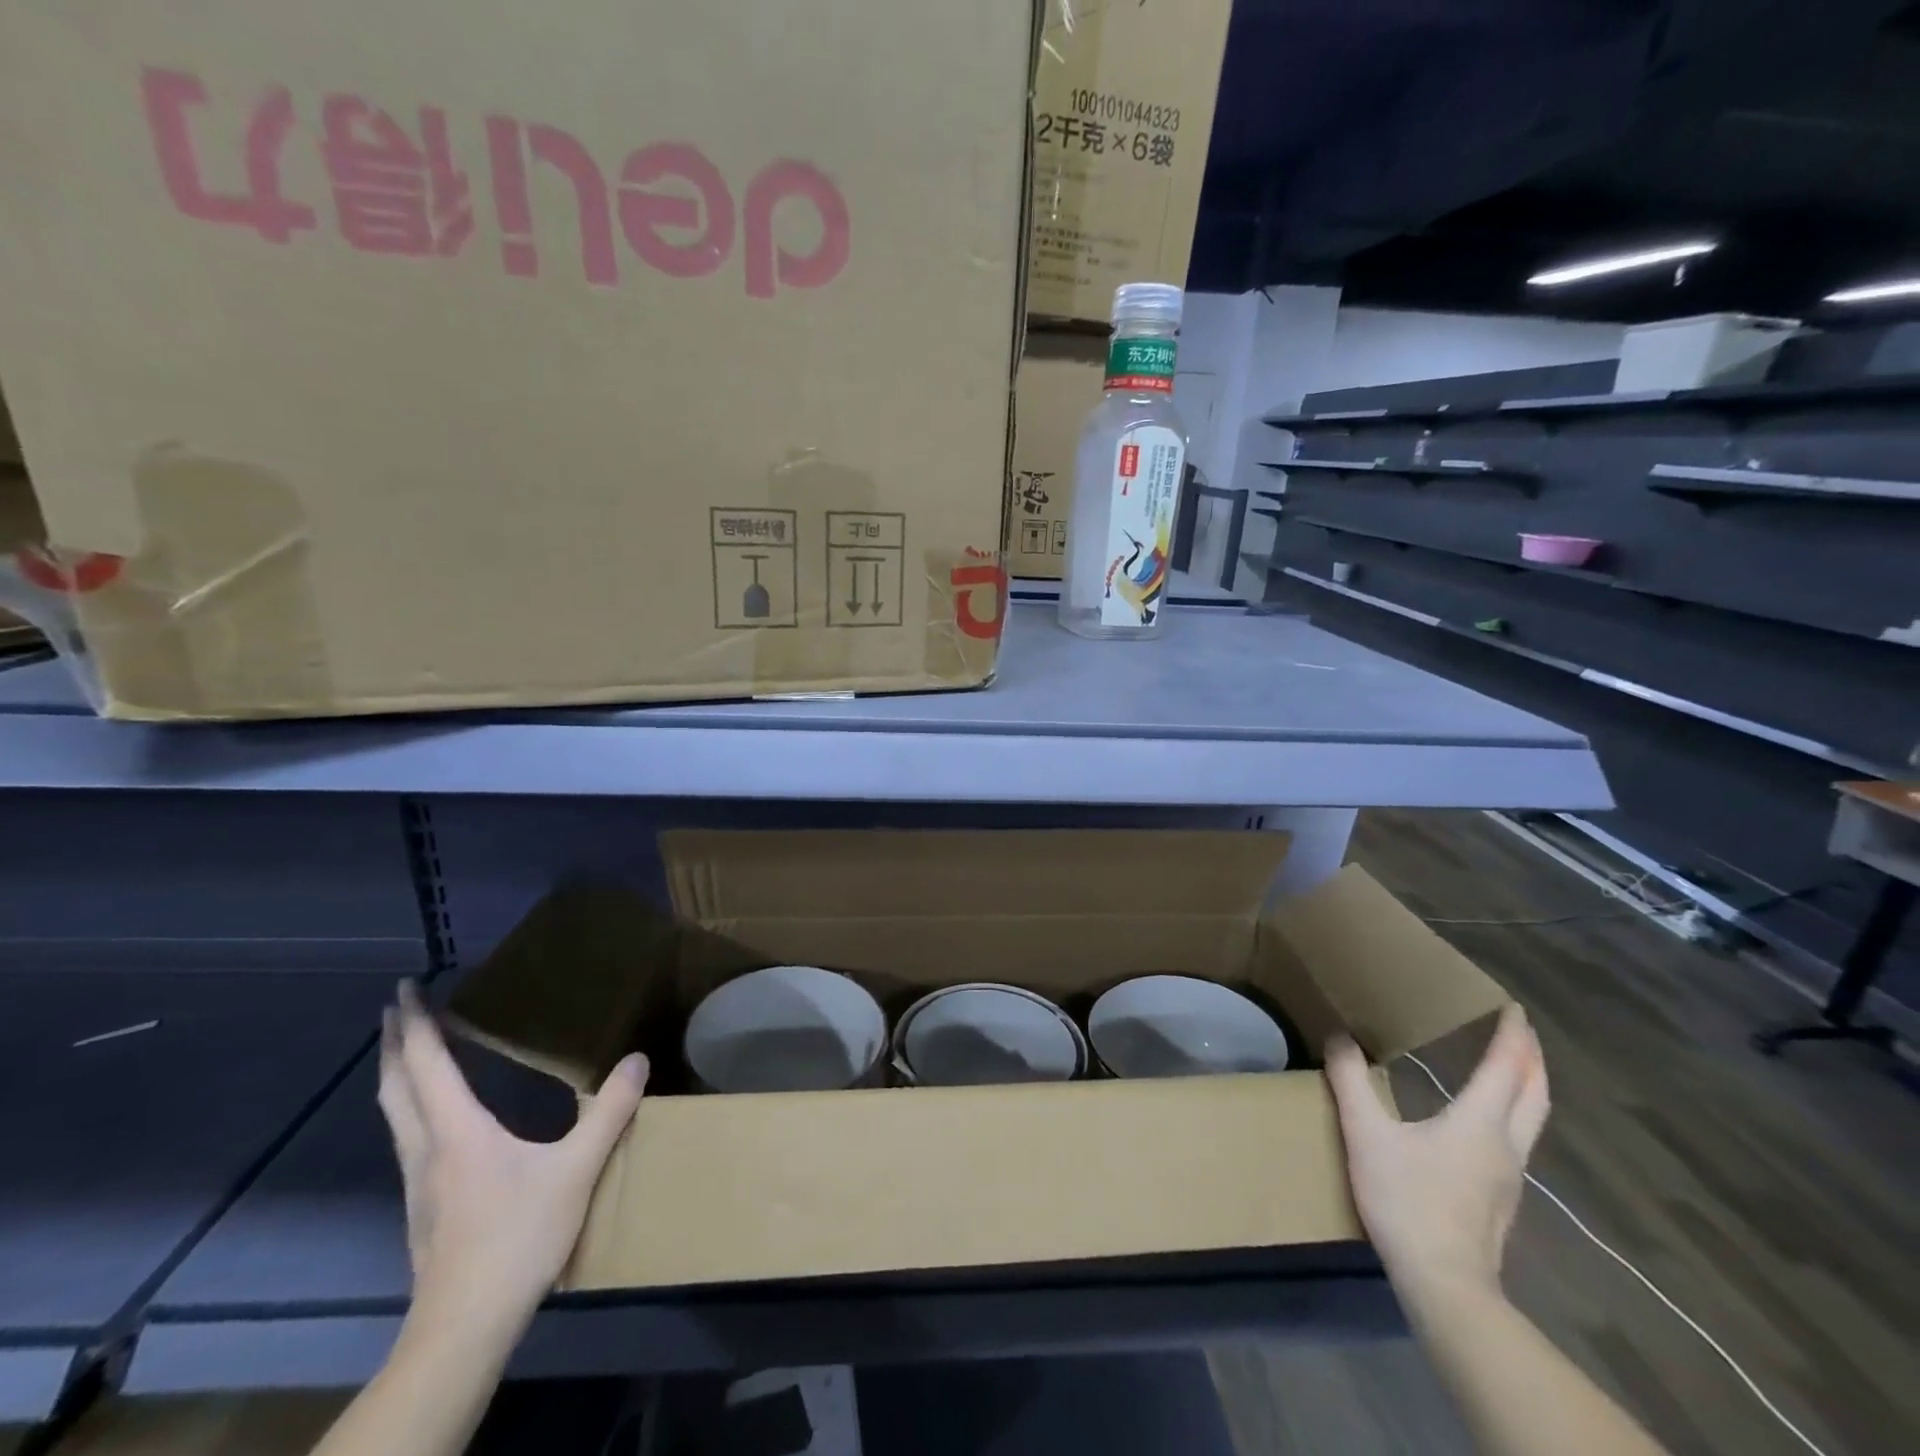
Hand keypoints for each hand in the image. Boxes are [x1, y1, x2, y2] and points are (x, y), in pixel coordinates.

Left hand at [378, 981, 648, 1338]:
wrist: (464, 1325)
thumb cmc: (517, 1238)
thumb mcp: (576, 1170)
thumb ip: (609, 1113)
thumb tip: (636, 1060)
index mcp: (456, 1131)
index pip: (426, 1066)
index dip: (415, 1025)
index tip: (403, 988)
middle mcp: (426, 1148)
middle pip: (395, 1087)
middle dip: (394, 1043)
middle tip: (398, 1008)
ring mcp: (417, 1181)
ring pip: (394, 1113)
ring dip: (396, 1074)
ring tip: (407, 1049)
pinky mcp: (422, 1204)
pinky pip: (407, 1136)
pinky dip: (410, 1104)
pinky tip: (433, 1116)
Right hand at [1324, 1003, 1549, 1307]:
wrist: (1444, 1283)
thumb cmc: (1407, 1200)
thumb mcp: (1366, 1134)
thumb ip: (1351, 1082)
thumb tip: (1339, 1036)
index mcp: (1479, 1121)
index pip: (1505, 1068)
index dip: (1512, 1036)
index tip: (1514, 1008)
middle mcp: (1505, 1143)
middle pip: (1535, 1094)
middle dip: (1531, 1058)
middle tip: (1521, 1030)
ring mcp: (1509, 1175)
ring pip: (1532, 1120)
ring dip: (1528, 1087)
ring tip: (1512, 1068)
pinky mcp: (1501, 1198)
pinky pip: (1518, 1140)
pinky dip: (1514, 1113)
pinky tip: (1488, 1122)